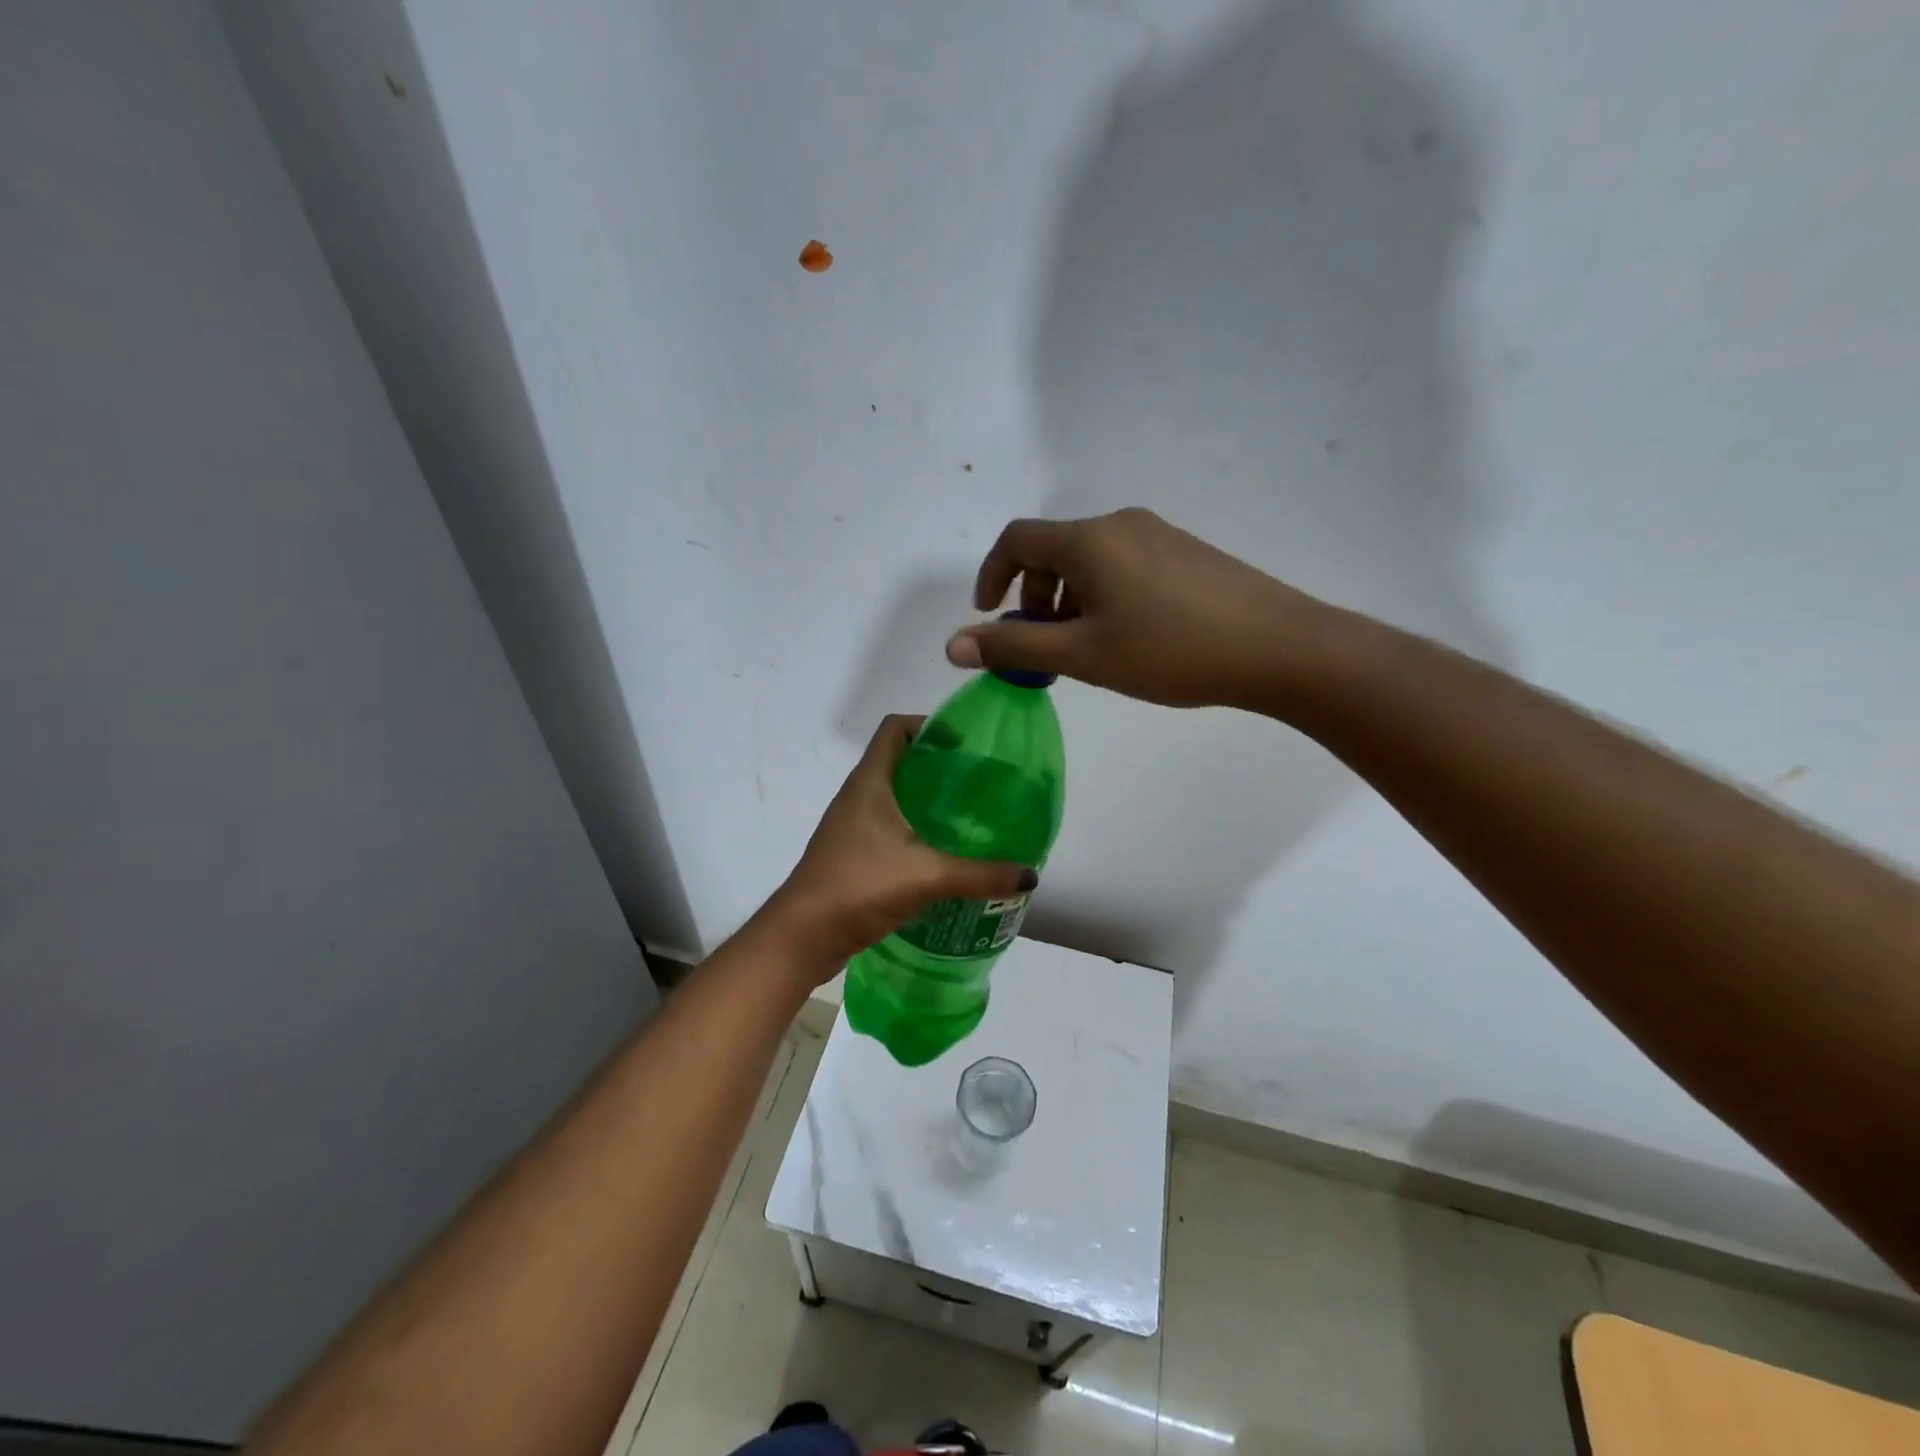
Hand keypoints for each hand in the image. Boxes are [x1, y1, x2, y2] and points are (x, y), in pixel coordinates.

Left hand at [760, 716, 1037, 977]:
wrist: (801, 937)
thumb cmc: (858, 887)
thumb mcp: (926, 876)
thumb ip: (980, 875)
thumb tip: (1029, 876)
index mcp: (869, 782)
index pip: (895, 728)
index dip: (928, 724)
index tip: (965, 742)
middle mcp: (857, 797)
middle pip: (899, 761)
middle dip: (938, 766)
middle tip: (979, 781)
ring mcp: (851, 827)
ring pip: (894, 798)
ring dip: (927, 802)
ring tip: (968, 816)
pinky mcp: (852, 855)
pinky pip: (889, 829)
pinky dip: (916, 831)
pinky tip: (943, 854)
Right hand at [944, 508, 1334, 710]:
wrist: (1277, 647)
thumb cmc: (1169, 651)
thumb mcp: (1082, 655)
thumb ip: (1014, 647)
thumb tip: (953, 645)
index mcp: (1089, 540)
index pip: (1016, 539)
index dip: (991, 576)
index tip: (990, 617)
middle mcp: (1120, 524)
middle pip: (1054, 549)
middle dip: (1034, 595)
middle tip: (1045, 645)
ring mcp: (1158, 534)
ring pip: (1090, 559)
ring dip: (1069, 599)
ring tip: (1087, 648)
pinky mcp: (1186, 552)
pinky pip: (1124, 565)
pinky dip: (1103, 595)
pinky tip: (1129, 637)